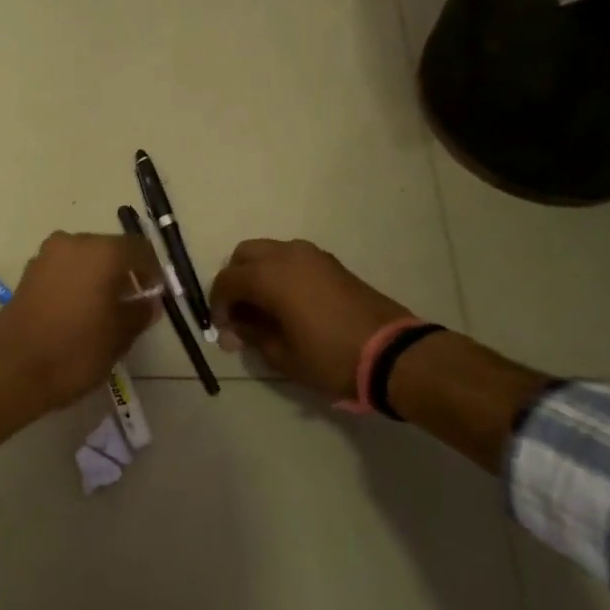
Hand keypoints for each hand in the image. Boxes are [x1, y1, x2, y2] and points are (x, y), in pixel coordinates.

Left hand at [0, 231, 160, 417]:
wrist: (11, 371)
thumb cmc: (75, 352)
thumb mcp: (119, 336)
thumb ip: (139, 312)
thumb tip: (149, 302)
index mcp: (102, 252)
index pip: (139, 249)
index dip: (153, 271)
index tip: (157, 295)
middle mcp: (74, 242)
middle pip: (111, 250)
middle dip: (125, 273)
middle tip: (134, 304)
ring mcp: (47, 256)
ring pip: (85, 259)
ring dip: (100, 277)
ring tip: (107, 311)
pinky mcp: (29, 273)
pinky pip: (65, 270)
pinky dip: (78, 283)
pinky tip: (81, 312)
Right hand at [209, 239, 414, 400]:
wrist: (391, 353)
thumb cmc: (329, 357)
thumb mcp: (281, 355)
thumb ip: (251, 335)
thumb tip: (235, 329)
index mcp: (269, 276)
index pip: (226, 280)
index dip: (217, 305)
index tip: (223, 330)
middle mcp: (286, 255)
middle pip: (244, 255)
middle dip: (235, 280)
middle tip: (239, 313)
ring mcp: (312, 255)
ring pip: (269, 252)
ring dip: (258, 274)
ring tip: (264, 308)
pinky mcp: (331, 263)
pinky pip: (292, 258)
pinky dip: (280, 273)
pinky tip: (288, 303)